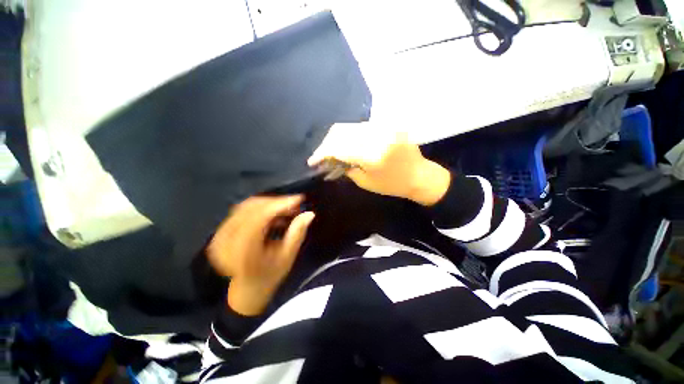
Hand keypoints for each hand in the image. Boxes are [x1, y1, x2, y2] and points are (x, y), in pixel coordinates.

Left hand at [207, 196, 314, 315]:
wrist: (247, 289)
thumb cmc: (270, 275)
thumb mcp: (287, 257)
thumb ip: (297, 233)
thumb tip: (309, 213)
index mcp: (242, 250)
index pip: (260, 217)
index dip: (280, 204)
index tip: (299, 198)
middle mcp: (227, 239)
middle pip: (252, 207)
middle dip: (277, 202)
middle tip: (296, 204)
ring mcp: (221, 234)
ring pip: (247, 206)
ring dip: (270, 204)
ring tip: (287, 209)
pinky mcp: (222, 231)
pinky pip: (243, 210)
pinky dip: (261, 208)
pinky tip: (274, 215)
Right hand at [308, 123, 450, 205]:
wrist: (419, 175)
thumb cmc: (392, 185)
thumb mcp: (365, 182)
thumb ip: (346, 167)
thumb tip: (331, 159)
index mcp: (372, 155)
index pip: (338, 148)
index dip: (322, 153)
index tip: (312, 161)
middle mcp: (377, 136)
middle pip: (341, 132)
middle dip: (326, 143)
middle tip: (321, 155)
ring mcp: (384, 127)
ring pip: (349, 126)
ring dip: (337, 138)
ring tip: (332, 150)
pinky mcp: (387, 124)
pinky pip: (361, 126)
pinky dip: (349, 135)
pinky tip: (346, 143)